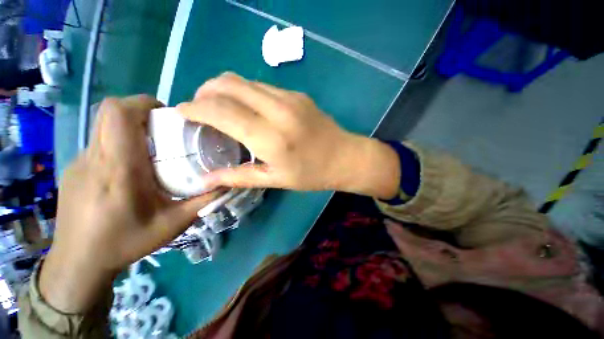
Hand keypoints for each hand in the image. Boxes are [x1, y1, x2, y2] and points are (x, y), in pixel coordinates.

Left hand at [40, 95, 221, 312]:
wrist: (79, 263)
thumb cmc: (125, 243)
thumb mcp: (174, 224)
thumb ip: (204, 201)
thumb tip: (227, 183)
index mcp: (118, 168)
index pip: (119, 113)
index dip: (143, 103)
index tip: (168, 114)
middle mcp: (94, 158)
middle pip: (109, 112)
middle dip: (140, 111)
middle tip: (165, 129)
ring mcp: (80, 162)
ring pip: (104, 128)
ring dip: (130, 129)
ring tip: (153, 152)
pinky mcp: (74, 170)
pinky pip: (99, 145)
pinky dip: (119, 145)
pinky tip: (132, 171)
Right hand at [177, 73, 399, 198]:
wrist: (345, 158)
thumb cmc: (312, 174)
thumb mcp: (276, 180)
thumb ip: (240, 176)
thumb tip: (206, 179)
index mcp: (270, 137)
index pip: (221, 111)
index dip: (195, 108)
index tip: (181, 112)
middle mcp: (277, 110)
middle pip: (228, 84)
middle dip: (205, 91)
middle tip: (198, 107)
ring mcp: (289, 97)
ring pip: (244, 81)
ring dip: (224, 89)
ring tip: (219, 106)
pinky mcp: (297, 94)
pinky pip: (262, 86)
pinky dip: (245, 92)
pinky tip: (247, 107)